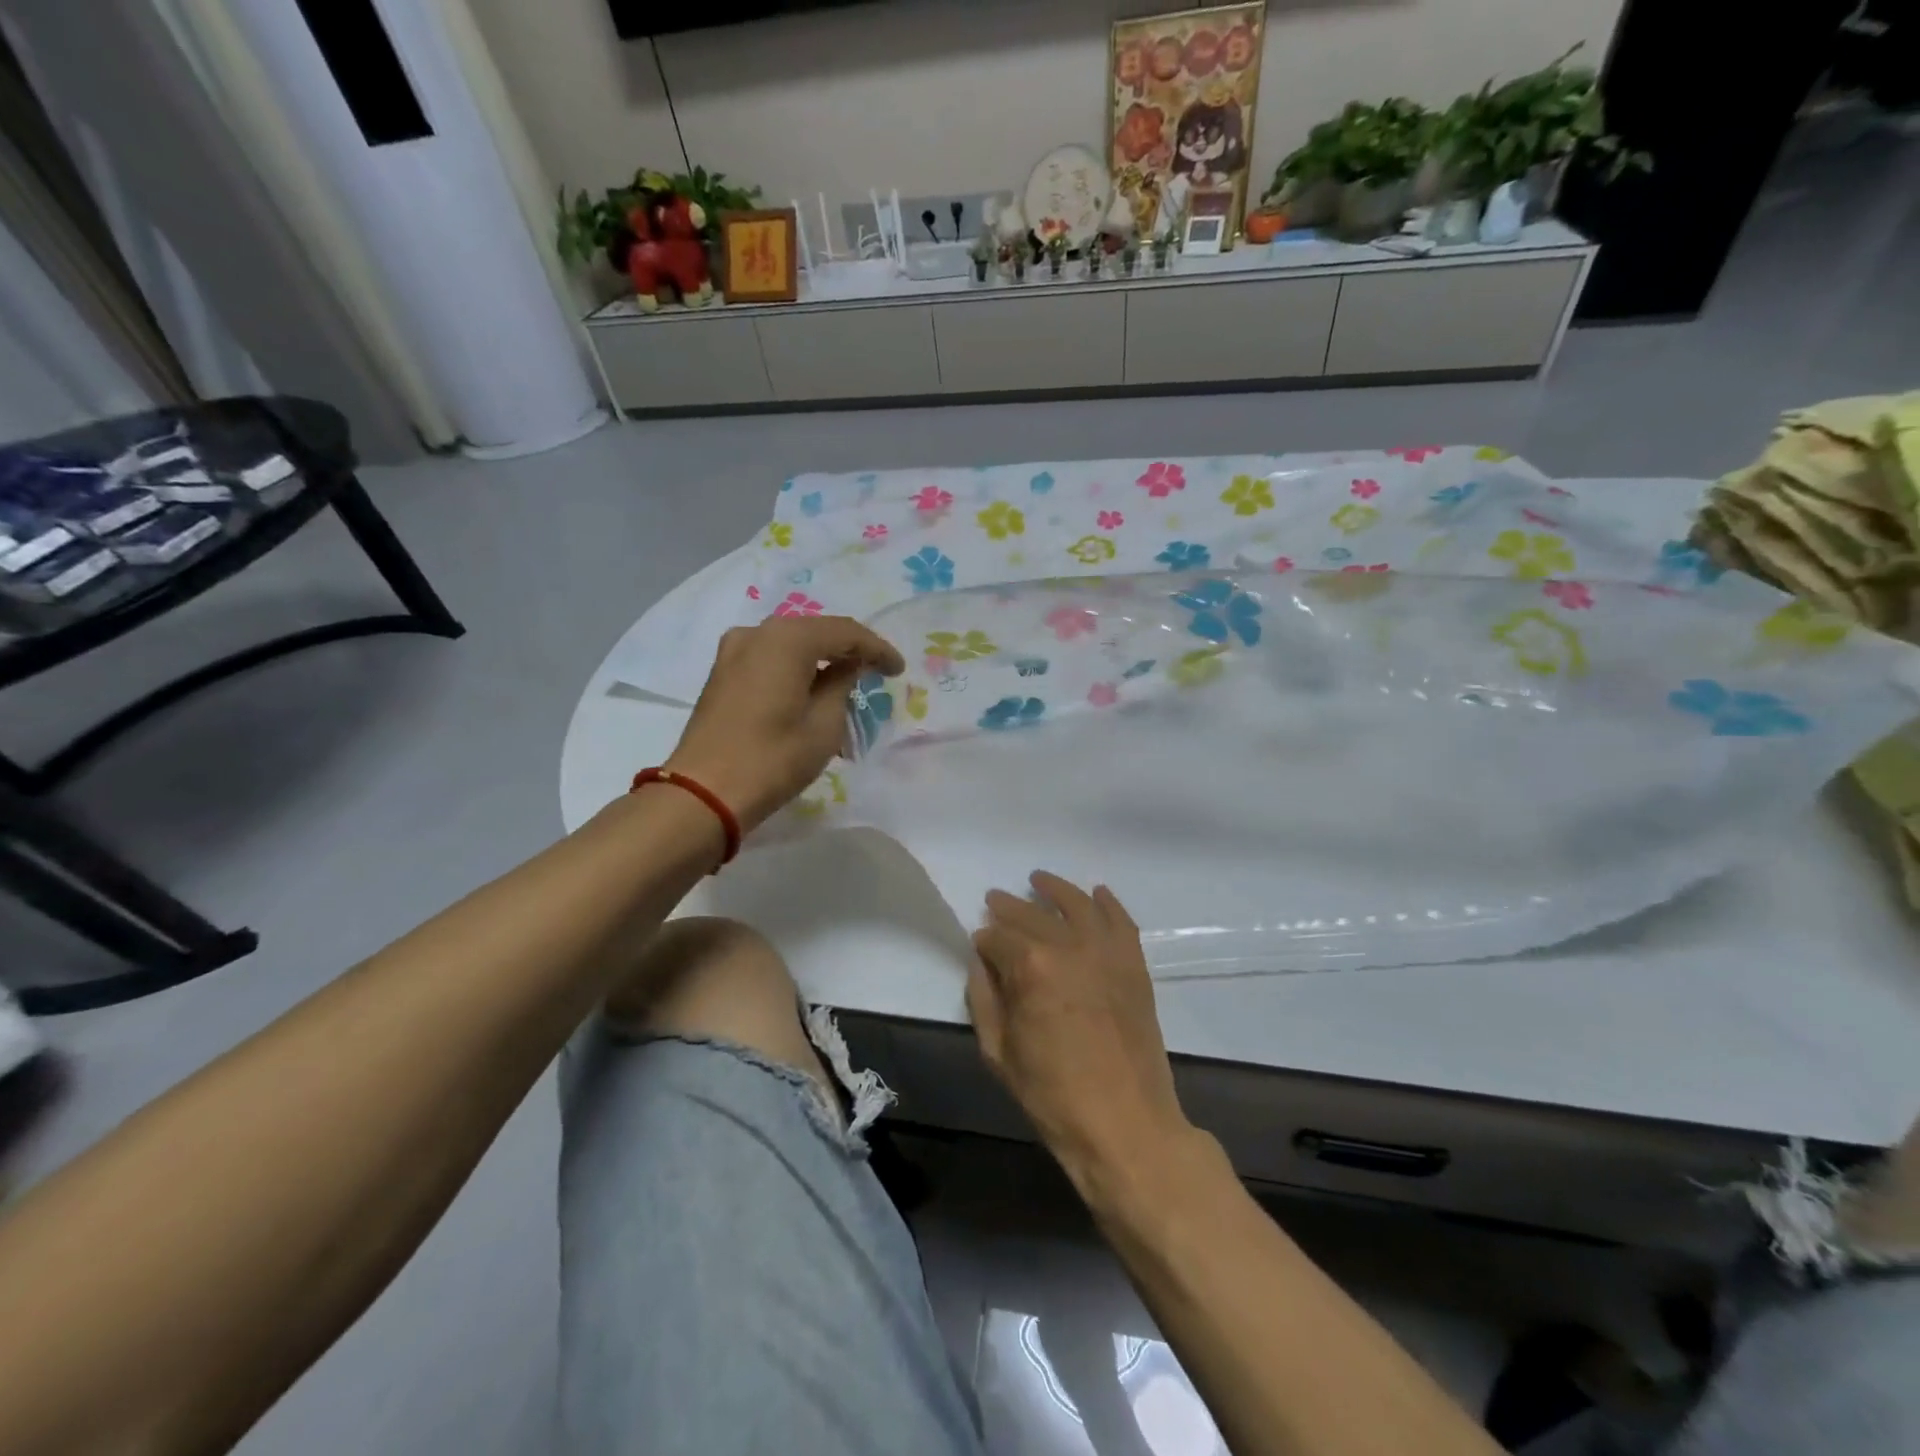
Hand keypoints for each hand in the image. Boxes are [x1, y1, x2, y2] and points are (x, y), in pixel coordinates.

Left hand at [665, 615, 903, 830]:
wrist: (704, 793)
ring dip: (821, 659)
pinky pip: (770, 658)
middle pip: (815, 631)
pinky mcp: (722, 672)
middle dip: (848, 649)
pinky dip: (795, 668)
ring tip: (847, 681)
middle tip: (876, 671)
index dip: (877, 649)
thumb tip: (847, 666)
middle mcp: (757, 632)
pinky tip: (811, 687)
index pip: (845, 632)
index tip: (898, 670)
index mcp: (787, 639)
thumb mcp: (824, 725)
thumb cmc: (773, 759)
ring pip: (791, 644)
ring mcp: (734, 650)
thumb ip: (841, 685)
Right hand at [970, 872, 1193, 1192]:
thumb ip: (983, 999)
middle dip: (1010, 907)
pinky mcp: (1134, 965)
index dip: (984, 941)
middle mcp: (1069, 947)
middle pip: (1033, 915)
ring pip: (1077, 905)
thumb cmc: (1053, 1095)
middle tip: (995, 900)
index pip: (998, 938)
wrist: (1126, 1124)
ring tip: (1038, 879)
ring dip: (1055, 889)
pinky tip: (1097, 892)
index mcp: (1030, 968)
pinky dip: (1108, 903)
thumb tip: (981, 963)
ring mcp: (1107, 953)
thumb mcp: (999, 1052)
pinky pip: (1121, 921)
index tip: (978, 944)